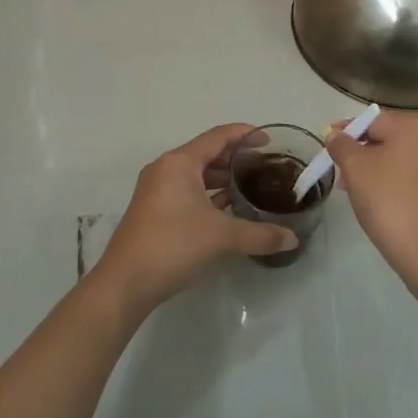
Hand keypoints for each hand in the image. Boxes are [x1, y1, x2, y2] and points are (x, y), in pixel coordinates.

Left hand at [90, 124, 297, 317]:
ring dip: (222, 179)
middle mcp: (166, 169)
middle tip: (265, 167)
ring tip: (251, 187)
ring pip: (196, 175)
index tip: (269, 140)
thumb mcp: (221, 237)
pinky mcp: (154, 210)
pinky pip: (187, 191)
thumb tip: (293, 239)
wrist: (125, 283)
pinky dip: (208, 195)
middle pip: (206, 154)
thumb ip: (260, 234)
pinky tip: (229, 209)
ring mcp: (157, 190)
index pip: (218, 137)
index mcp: (179, 163)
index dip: (244, 135)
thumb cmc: (173, 245)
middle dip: (235, 159)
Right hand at [327, 111, 417, 289]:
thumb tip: (335, 135)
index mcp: (416, 125)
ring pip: (397, 157)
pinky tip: (375, 200)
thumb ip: (341, 145)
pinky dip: (391, 181)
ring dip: (373, 168)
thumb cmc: (390, 201)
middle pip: (386, 137)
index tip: (327, 148)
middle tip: (338, 171)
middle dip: (359, 152)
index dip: (345, 132)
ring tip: (351, 189)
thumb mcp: (356, 168)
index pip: (371, 120)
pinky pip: (410, 174)